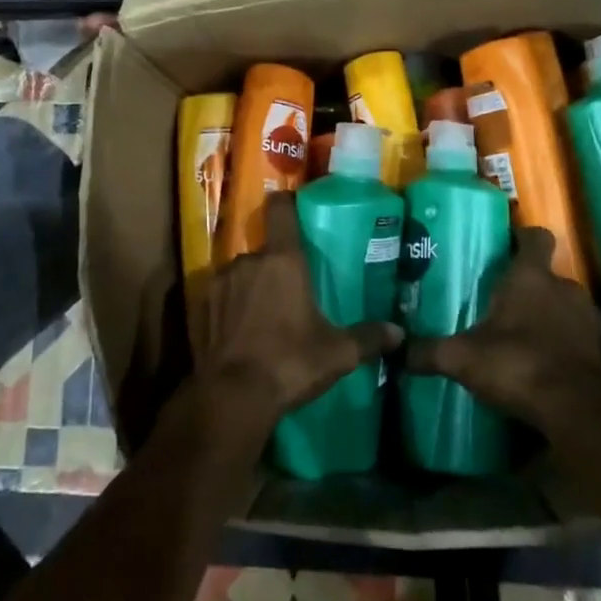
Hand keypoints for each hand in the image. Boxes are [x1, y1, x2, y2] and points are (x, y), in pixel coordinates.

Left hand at [194, 192, 402, 432]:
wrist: (232, 397)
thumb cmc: (290, 363)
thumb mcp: (337, 354)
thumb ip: (367, 338)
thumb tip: (398, 333)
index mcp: (283, 260)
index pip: (281, 210)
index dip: (287, 202)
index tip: (295, 206)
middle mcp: (249, 261)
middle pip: (266, 249)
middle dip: (278, 264)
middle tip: (293, 287)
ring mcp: (221, 282)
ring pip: (243, 272)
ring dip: (253, 285)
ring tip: (267, 313)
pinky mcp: (202, 306)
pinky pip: (223, 295)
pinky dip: (233, 305)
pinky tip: (242, 330)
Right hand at [407, 227, 600, 442]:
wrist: (574, 411)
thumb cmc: (516, 364)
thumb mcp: (461, 358)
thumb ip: (427, 351)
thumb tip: (393, 350)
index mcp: (531, 277)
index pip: (536, 237)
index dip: (522, 237)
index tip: (506, 246)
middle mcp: (564, 288)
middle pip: (549, 274)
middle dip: (529, 285)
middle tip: (502, 300)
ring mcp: (588, 319)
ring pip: (566, 304)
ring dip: (550, 314)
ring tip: (523, 333)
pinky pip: (578, 335)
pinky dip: (564, 343)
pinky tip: (544, 361)